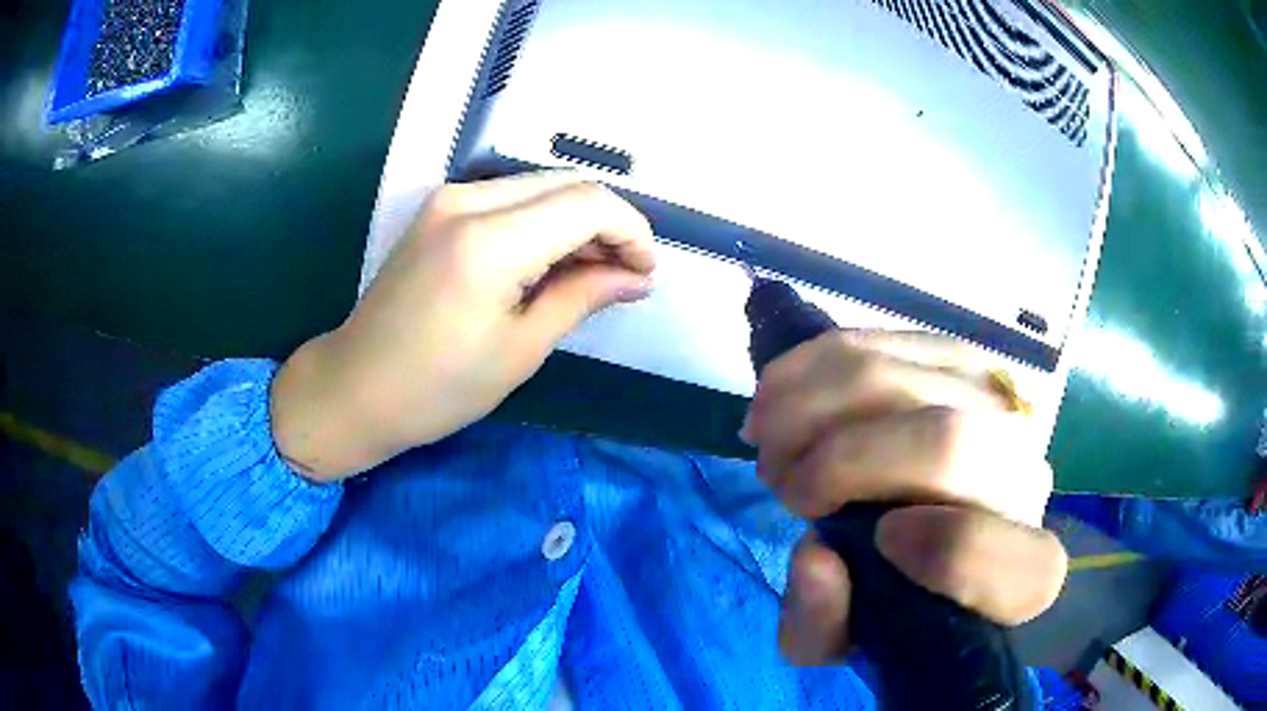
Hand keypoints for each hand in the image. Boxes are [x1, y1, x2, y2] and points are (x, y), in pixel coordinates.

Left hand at [272, 172, 656, 480]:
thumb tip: (637, 277)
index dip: (631, 231)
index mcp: (489, 242)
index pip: (587, 203)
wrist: (355, 387)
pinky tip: (551, 261)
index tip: (644, 273)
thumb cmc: (436, 389)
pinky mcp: (439, 209)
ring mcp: (448, 199)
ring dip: (578, 222)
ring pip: (542, 187)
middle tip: (623, 277)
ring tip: (591, 274)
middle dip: (609, 224)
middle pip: (568, 184)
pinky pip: (511, 199)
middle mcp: (467, 201)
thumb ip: (583, 297)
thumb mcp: (520, 350)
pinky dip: (544, 222)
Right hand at [740, 331, 1066, 664]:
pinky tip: (778, 392)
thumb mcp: (844, 638)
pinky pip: (880, 340)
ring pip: (900, 379)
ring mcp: (998, 406)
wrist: (932, 524)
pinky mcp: (959, 356)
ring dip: (807, 406)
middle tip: (777, 482)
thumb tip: (816, 557)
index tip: (877, 541)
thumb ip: (821, 627)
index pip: (1006, 556)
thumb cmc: (893, 590)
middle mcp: (1026, 479)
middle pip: (945, 442)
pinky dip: (812, 364)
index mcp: (1018, 575)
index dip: (946, 550)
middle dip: (837, 461)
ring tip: (766, 438)